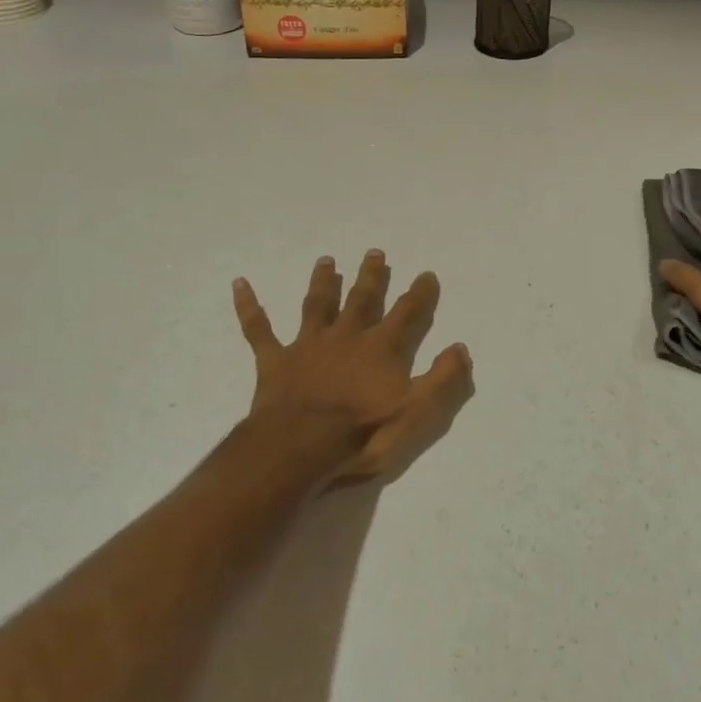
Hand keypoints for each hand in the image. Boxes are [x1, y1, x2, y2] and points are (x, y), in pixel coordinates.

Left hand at [233, 251, 473, 483]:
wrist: (299, 448)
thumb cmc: (362, 434)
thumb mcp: (416, 413)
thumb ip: (442, 380)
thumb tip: (461, 348)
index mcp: (381, 348)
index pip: (407, 313)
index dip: (420, 294)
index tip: (427, 274)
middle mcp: (347, 336)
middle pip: (362, 299)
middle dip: (371, 276)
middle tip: (375, 253)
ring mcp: (308, 345)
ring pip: (317, 304)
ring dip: (323, 282)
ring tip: (327, 261)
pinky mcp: (275, 360)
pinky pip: (258, 329)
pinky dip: (249, 307)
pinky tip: (239, 284)